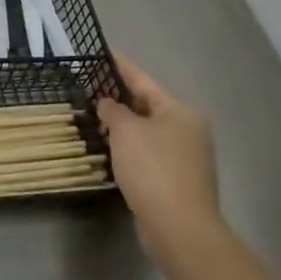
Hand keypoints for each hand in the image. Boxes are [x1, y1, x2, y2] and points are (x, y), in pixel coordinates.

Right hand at [96, 51, 221, 263]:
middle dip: (119, 97)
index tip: (103, 51)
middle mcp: (188, 129)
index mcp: (180, 111)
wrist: (179, 228)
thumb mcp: (126, 131)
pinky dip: (130, 147)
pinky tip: (111, 149)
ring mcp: (186, 156)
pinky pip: (149, 153)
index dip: (121, 66)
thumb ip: (113, 111)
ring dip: (124, 125)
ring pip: (148, 130)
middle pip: (148, 105)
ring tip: (95, 116)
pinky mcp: (178, 180)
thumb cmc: (153, 169)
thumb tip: (107, 104)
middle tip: (91, 86)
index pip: (143, 80)